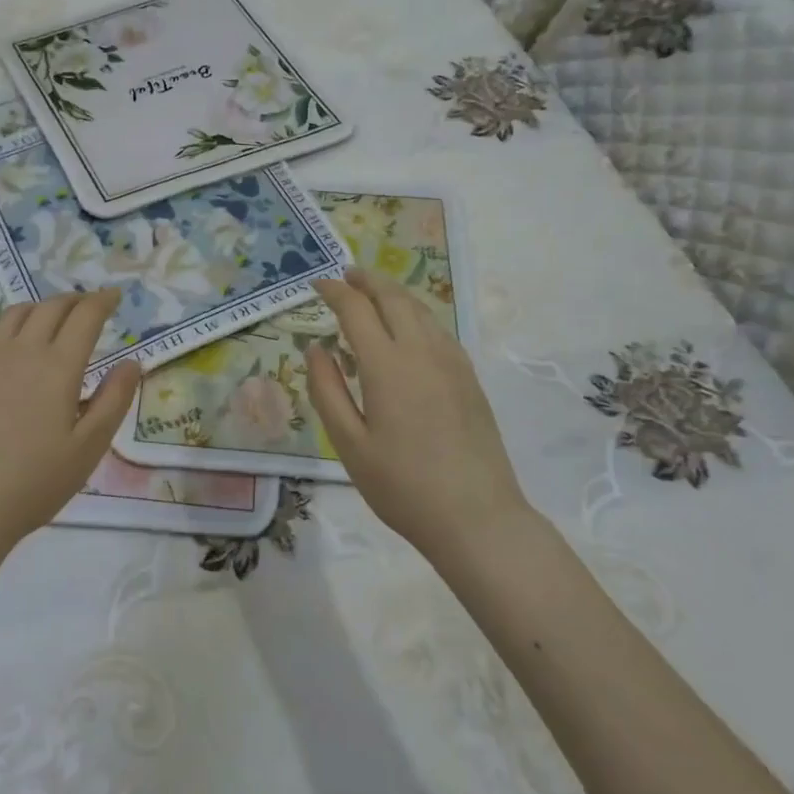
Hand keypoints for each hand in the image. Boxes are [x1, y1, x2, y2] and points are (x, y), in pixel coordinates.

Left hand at [0, 289, 140, 561]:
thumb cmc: (35, 480)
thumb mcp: (89, 446)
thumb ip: (114, 399)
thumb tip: (132, 362)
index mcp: (58, 365)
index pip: (85, 316)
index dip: (102, 301)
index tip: (114, 296)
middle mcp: (22, 349)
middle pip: (51, 306)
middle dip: (75, 300)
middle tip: (90, 306)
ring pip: (18, 312)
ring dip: (43, 307)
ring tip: (55, 318)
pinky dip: (14, 324)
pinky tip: (16, 344)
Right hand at [306, 266, 530, 560]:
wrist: (477, 518)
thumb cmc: (403, 486)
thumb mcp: (349, 445)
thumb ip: (327, 391)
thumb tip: (315, 349)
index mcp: (387, 365)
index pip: (356, 310)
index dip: (334, 292)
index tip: (317, 284)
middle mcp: (421, 352)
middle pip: (393, 298)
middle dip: (367, 280)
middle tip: (346, 276)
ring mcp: (451, 363)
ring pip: (420, 310)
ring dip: (393, 294)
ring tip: (373, 293)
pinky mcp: (469, 378)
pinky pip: (439, 330)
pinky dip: (416, 315)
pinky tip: (408, 329)